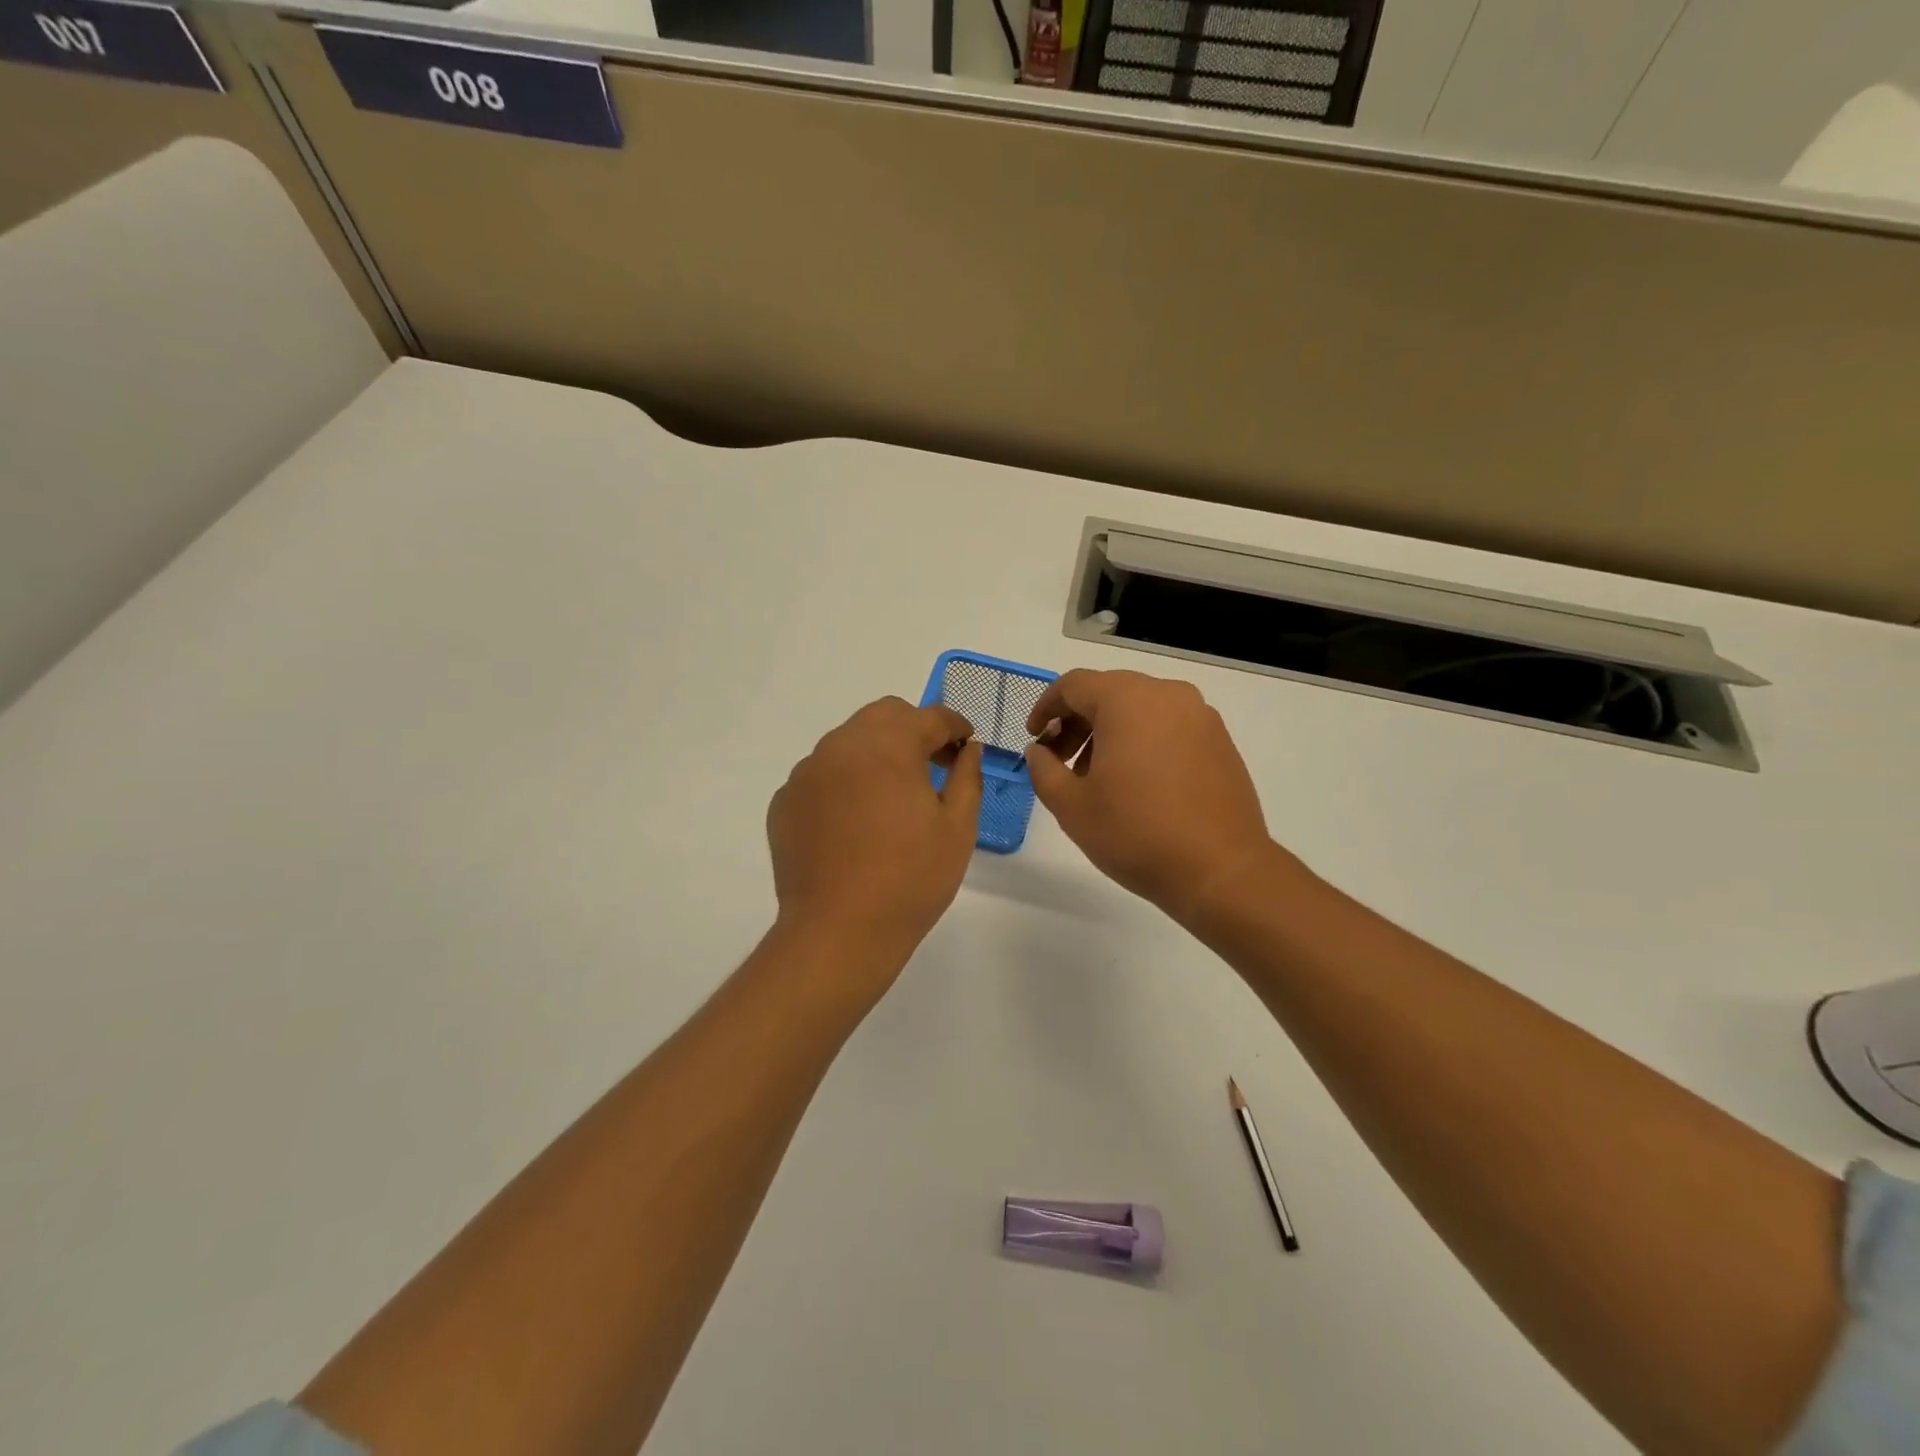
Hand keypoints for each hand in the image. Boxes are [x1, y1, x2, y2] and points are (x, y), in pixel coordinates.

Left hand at [767, 697, 982, 975]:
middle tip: (933, 764)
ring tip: (892, 795)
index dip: (954, 726)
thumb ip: (967, 777)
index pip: (929, 716)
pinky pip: (822, 774)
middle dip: (914, 729)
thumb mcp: (958, 828)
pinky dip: (844, 782)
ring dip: (876, 752)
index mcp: (888, 746)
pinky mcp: (785, 801)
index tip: (966, 744)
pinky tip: (855, 821)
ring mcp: (807, 772)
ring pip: (848, 741)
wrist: (838, 932)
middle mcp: (841, 746)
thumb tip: (968, 750)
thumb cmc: (910, 880)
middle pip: (884, 715)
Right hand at [1024, 669, 1274, 924]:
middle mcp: (1167, 695)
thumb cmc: (1136, 834)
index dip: (1046, 708)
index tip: (1034, 738)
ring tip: (1097, 777)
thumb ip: (1044, 769)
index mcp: (1127, 700)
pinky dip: (1143, 740)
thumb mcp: (1071, 806)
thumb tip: (1039, 751)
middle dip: (1077, 721)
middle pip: (1108, 692)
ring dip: (1110, 732)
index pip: (1074, 685)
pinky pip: (1169, 725)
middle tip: (1061, 760)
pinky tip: (1137, 782)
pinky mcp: (1220, 740)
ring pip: (1140, 708)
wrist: (1220, 870)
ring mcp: (1200, 716)